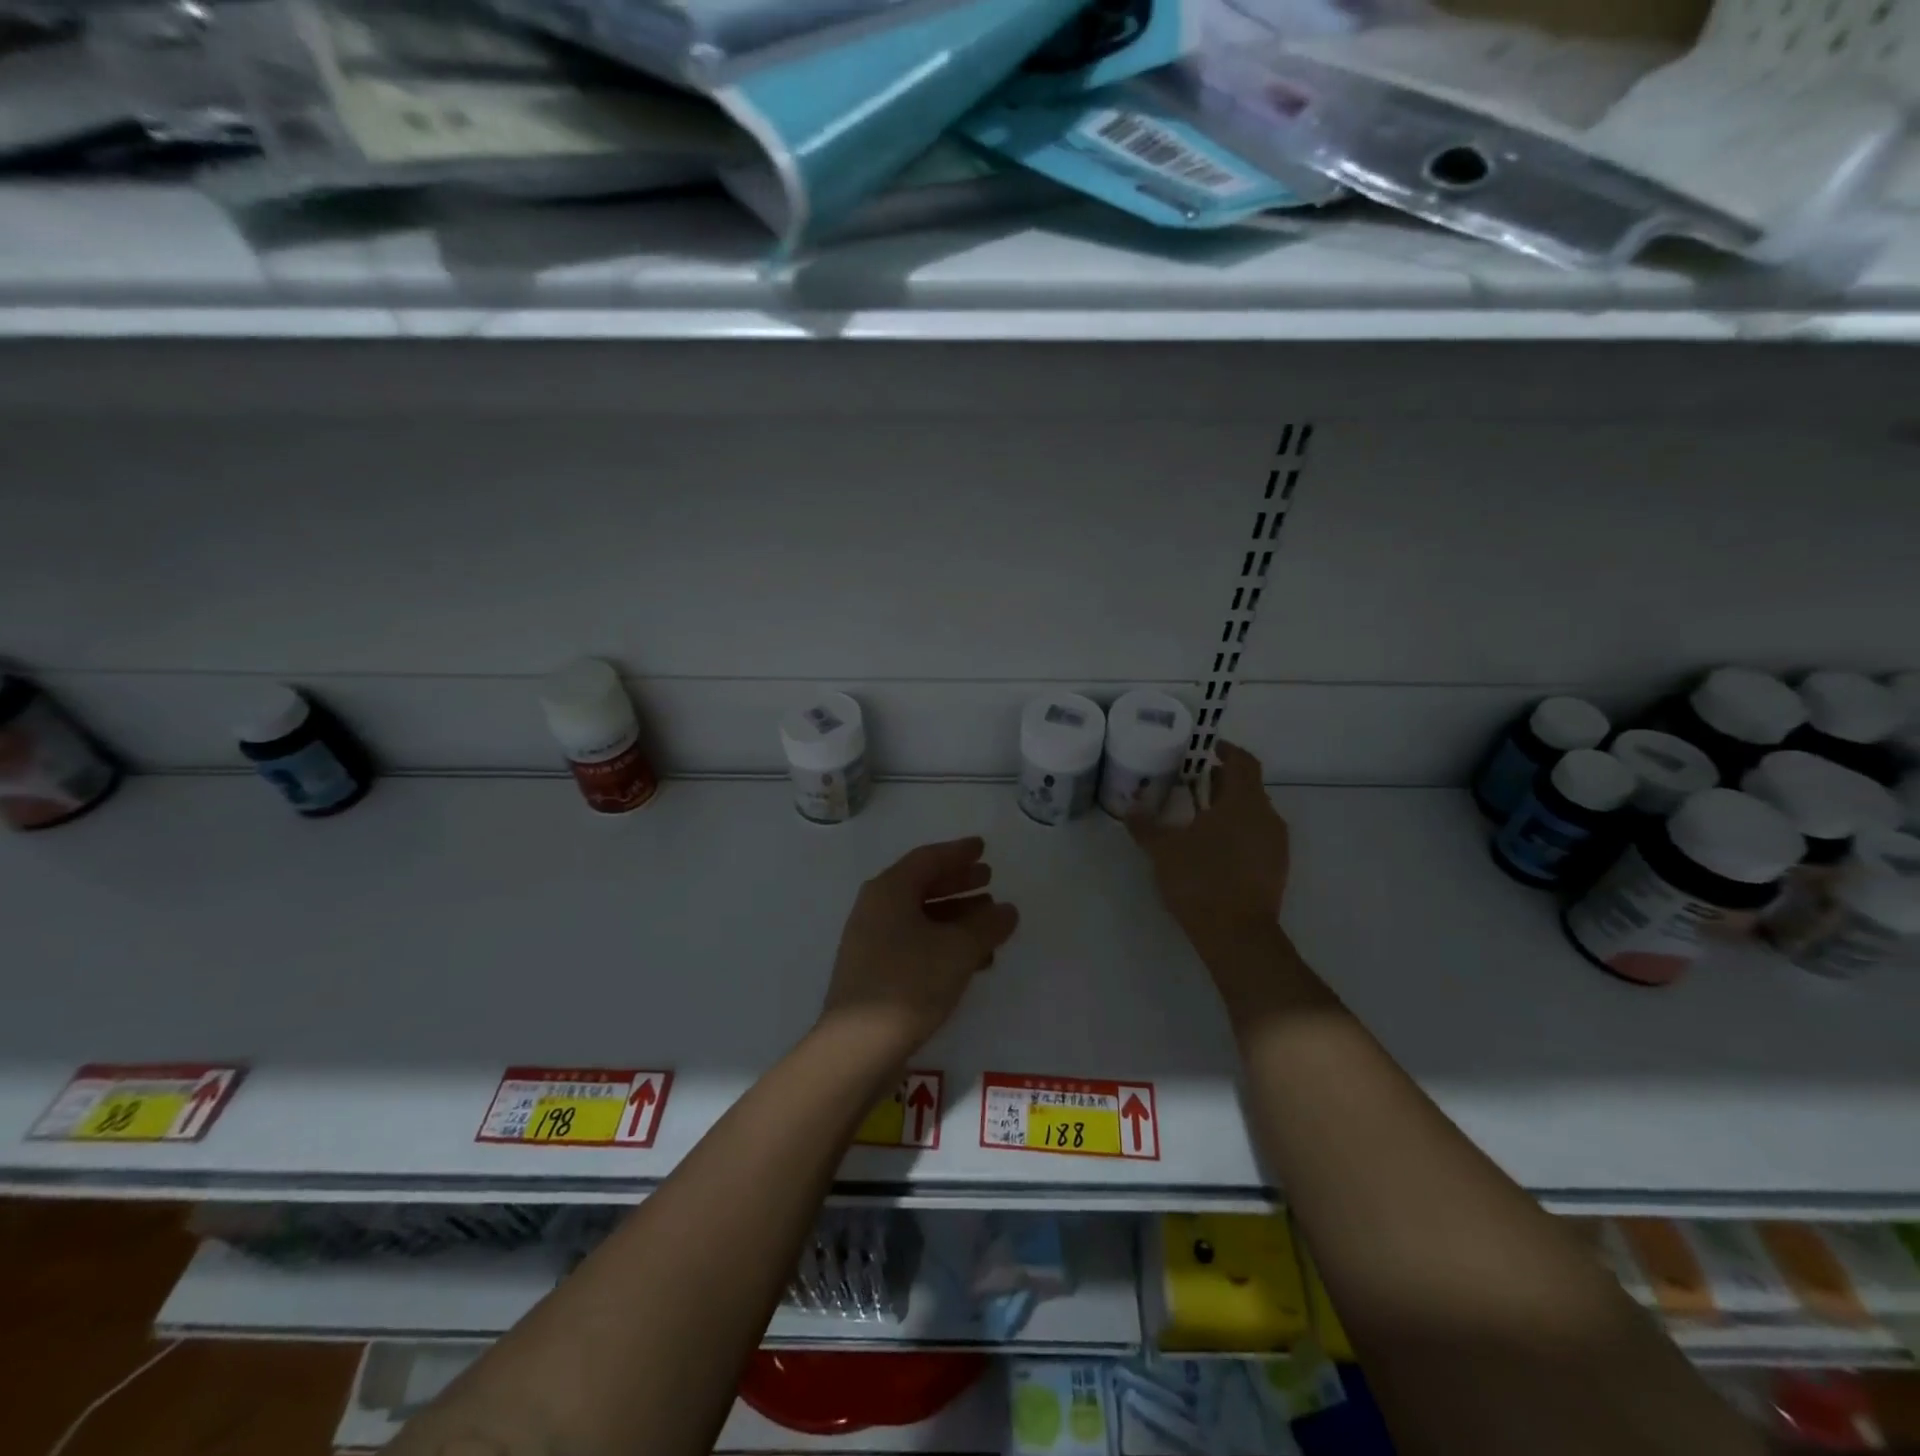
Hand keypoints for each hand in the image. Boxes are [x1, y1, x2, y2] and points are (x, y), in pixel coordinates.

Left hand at [819, 836, 1020, 1059]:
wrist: (857, 1047)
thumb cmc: (909, 983)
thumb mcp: (958, 950)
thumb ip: (987, 926)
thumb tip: (1007, 910)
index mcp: (889, 891)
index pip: (928, 859)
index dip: (958, 852)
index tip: (982, 847)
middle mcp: (876, 909)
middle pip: (922, 885)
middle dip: (957, 882)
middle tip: (988, 879)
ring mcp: (872, 942)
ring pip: (920, 917)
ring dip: (955, 916)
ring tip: (989, 921)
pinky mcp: (875, 972)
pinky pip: (915, 944)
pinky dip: (944, 943)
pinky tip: (973, 961)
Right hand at [1128, 741, 1289, 956]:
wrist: (1238, 935)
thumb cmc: (1201, 880)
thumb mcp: (1164, 850)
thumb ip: (1146, 826)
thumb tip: (1129, 808)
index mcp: (1243, 802)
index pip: (1243, 762)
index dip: (1227, 751)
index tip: (1209, 749)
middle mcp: (1266, 816)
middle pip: (1249, 787)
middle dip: (1223, 781)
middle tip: (1194, 782)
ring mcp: (1275, 844)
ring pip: (1254, 812)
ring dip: (1230, 807)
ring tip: (1200, 815)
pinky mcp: (1276, 867)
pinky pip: (1258, 835)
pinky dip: (1238, 830)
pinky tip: (1214, 846)